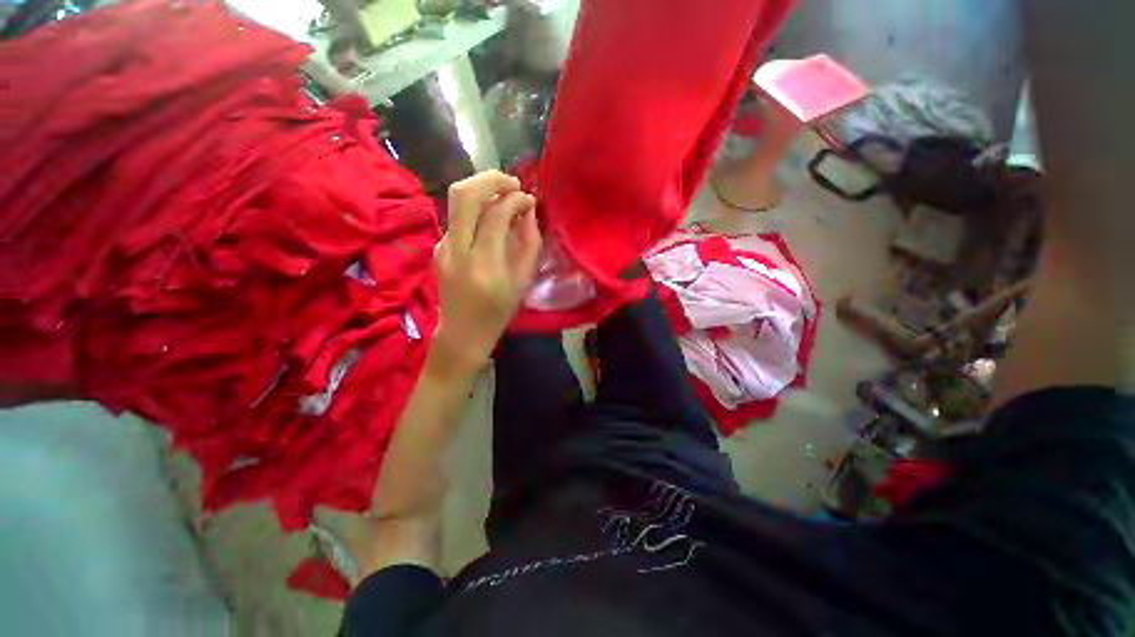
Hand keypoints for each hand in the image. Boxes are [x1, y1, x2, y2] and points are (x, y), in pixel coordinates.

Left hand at [432, 170, 541, 369]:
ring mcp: (442, 246)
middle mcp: (457, 250)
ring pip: (456, 200)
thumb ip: (529, 243)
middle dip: (491, 179)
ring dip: (482, 189)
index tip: (529, 199)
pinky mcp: (438, 246)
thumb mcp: (523, 282)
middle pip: (464, 194)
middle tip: (512, 183)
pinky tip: (490, 218)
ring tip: (504, 195)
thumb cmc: (498, 312)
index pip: (496, 214)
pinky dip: (476, 208)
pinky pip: (457, 217)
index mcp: (484, 264)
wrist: (462, 332)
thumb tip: (528, 211)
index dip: (515, 199)